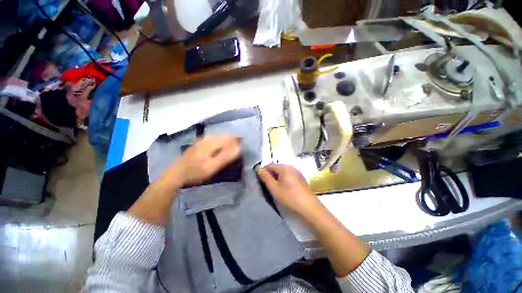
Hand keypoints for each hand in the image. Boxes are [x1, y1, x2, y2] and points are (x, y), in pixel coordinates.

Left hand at [170, 134, 240, 186]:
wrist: (176, 174)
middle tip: (236, 152)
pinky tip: (219, 151)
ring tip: (229, 152)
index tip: (241, 149)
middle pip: (224, 135)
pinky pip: (214, 139)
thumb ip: (225, 157)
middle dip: (232, 141)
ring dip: (227, 142)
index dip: (237, 141)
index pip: (229, 137)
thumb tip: (239, 148)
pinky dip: (220, 143)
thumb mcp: (211, 167)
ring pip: (219, 137)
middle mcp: (207, 138)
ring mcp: (202, 140)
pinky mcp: (200, 143)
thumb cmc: (195, 172)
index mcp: (210, 142)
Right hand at [256, 164, 319, 216]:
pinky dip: (283, 181)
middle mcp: (291, 167)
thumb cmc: (290, 197)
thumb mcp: (274, 188)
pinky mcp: (300, 179)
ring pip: (282, 173)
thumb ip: (265, 177)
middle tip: (268, 187)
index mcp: (285, 167)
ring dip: (276, 179)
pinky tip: (284, 190)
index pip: (269, 165)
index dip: (264, 172)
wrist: (310, 208)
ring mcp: (297, 173)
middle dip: (270, 176)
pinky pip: (288, 177)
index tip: (261, 182)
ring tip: (275, 189)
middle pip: (276, 168)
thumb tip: (258, 168)